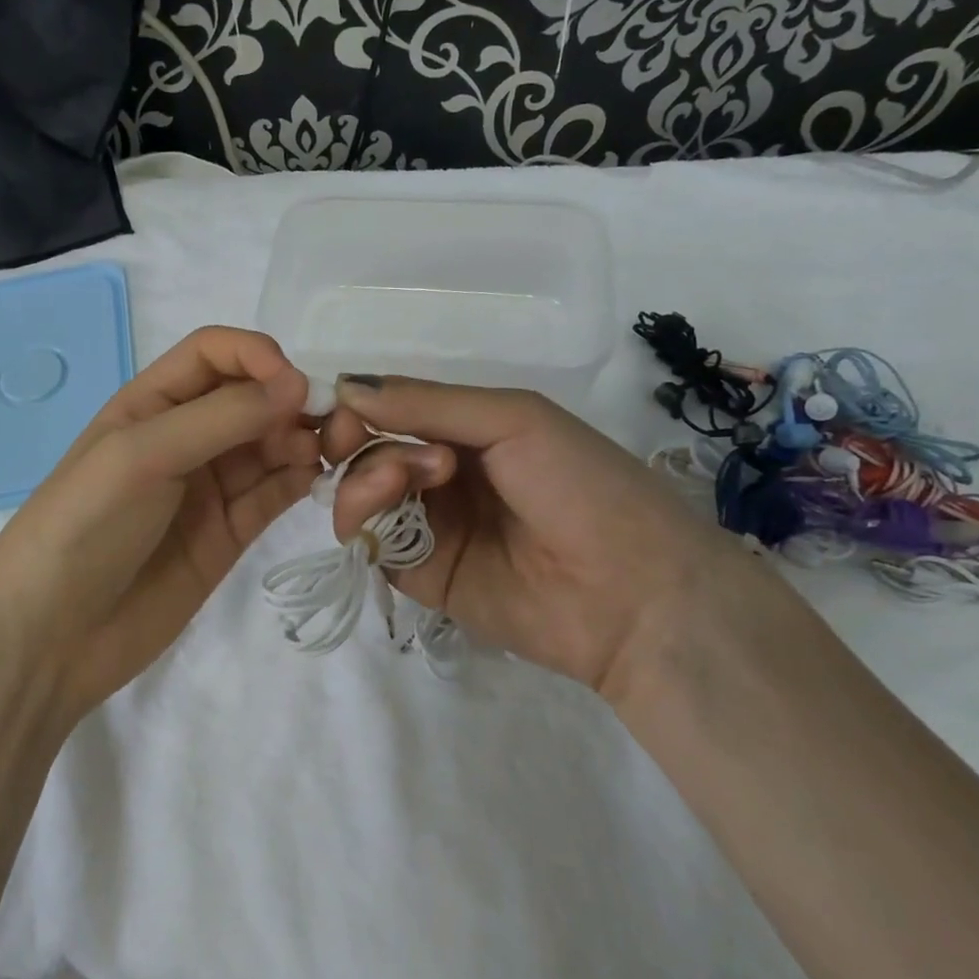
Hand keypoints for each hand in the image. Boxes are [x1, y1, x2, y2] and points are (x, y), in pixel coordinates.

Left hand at [0, 328, 318, 718]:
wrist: (52, 635)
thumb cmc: (86, 525)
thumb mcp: (143, 454)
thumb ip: (221, 417)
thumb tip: (298, 385)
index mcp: (152, 402)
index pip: (215, 354)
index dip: (257, 356)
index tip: (294, 385)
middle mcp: (186, 436)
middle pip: (252, 398)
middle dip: (291, 401)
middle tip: (332, 426)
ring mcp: (209, 486)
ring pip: (271, 444)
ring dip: (302, 440)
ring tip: (325, 455)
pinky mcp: (230, 533)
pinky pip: (274, 492)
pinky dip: (299, 480)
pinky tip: (314, 480)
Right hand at [321, 376, 776, 695]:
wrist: (633, 592)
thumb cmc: (581, 485)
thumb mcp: (511, 419)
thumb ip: (426, 403)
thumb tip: (344, 385)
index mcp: (466, 432)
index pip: (390, 412)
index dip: (359, 408)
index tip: (344, 408)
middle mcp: (440, 476)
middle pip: (366, 453)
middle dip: (360, 440)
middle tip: (369, 440)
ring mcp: (429, 527)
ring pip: (360, 496)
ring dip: (366, 477)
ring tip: (410, 478)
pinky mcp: (420, 576)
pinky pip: (371, 543)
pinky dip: (365, 518)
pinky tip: (394, 506)